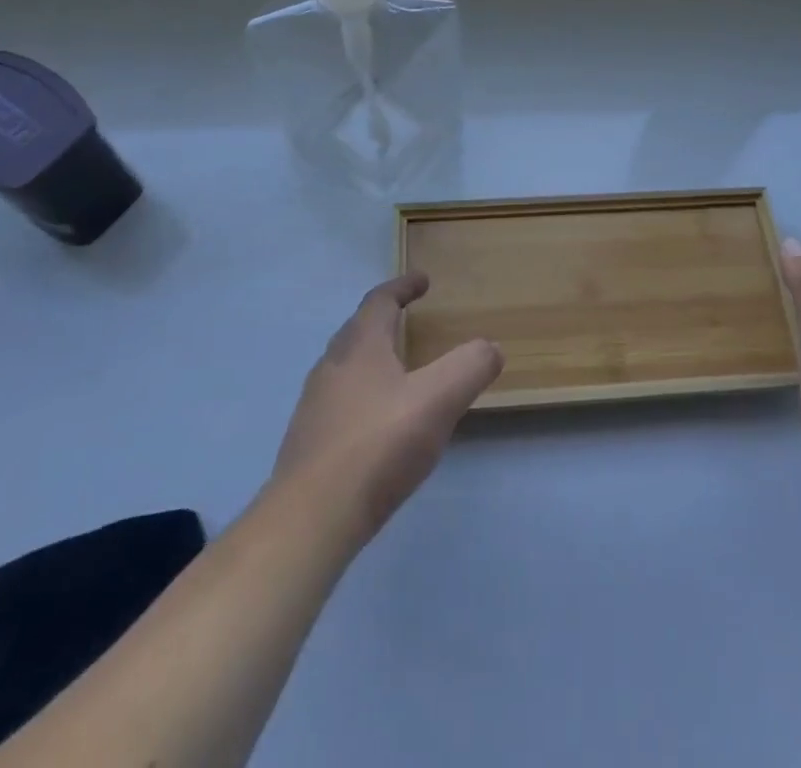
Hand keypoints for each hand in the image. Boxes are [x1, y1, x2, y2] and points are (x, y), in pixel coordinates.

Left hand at [273, 272, 502, 540]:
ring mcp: (315, 405)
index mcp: (360, 346)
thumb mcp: (438, 400)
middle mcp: (332, 366)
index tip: (422, 281)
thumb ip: (469, 367)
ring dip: (371, 356)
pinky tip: (378, 421)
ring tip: (397, 369)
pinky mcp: (309, 442)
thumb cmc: (377, 445)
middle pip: (357, 329)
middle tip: (408, 318)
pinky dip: (362, 393)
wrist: (311, 518)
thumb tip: (491, 347)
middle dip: (384, 318)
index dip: (402, 286)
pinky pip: (340, 401)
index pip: (379, 300)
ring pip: (345, 366)